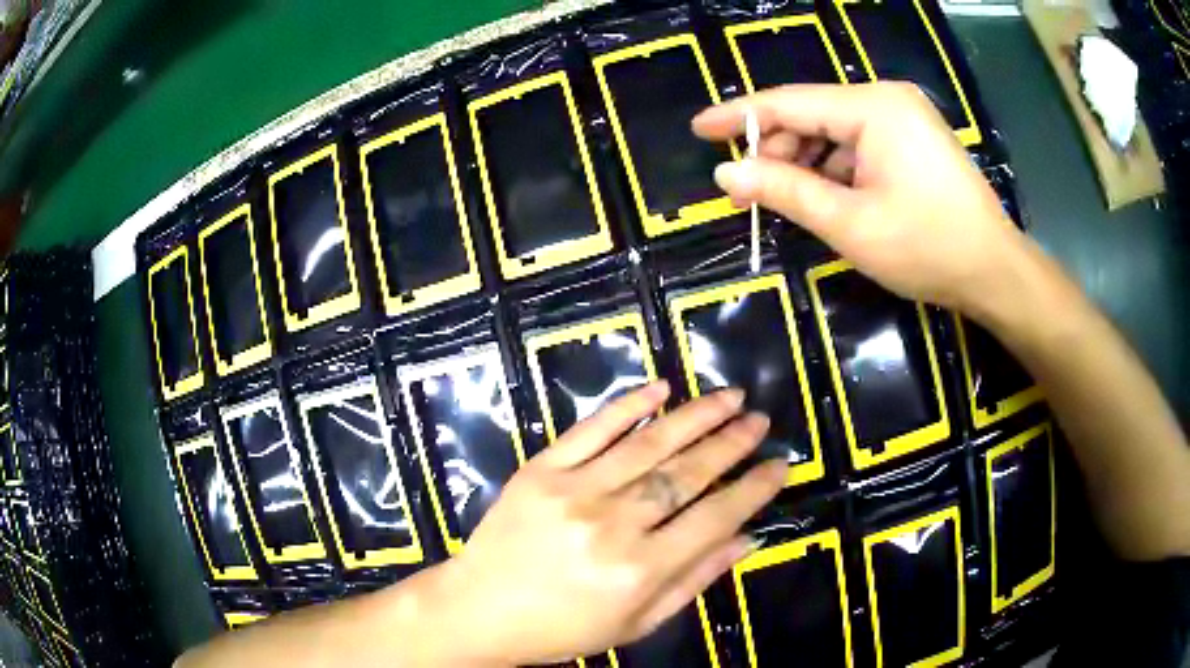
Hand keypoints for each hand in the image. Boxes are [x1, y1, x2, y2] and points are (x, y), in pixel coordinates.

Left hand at [433, 382, 784, 665]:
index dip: (753, 489)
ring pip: (649, 444)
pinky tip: (661, 388)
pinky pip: (591, 429)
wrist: (480, 609)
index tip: (780, 465)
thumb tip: (747, 539)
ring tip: (730, 397)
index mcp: (639, 571)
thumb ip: (694, 580)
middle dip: (732, 443)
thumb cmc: (562, 628)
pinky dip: (629, 405)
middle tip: (759, 420)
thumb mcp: (636, 623)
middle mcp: (612, 525)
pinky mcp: (541, 470)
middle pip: (687, 474)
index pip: (715, 518)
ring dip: (696, 416)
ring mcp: (573, 490)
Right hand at [692, 82, 1027, 313]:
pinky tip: (826, 198)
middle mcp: (887, 98)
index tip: (699, 129)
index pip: (789, 102)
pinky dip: (835, 168)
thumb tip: (726, 173)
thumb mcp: (850, 224)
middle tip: (749, 192)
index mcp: (873, 107)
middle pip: (812, 114)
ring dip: (806, 163)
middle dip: (777, 150)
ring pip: (834, 130)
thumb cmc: (928, 248)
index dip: (739, 116)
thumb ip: (786, 191)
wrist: (995, 271)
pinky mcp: (913, 138)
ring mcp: (904, 117)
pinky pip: (859, 143)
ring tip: (787, 202)